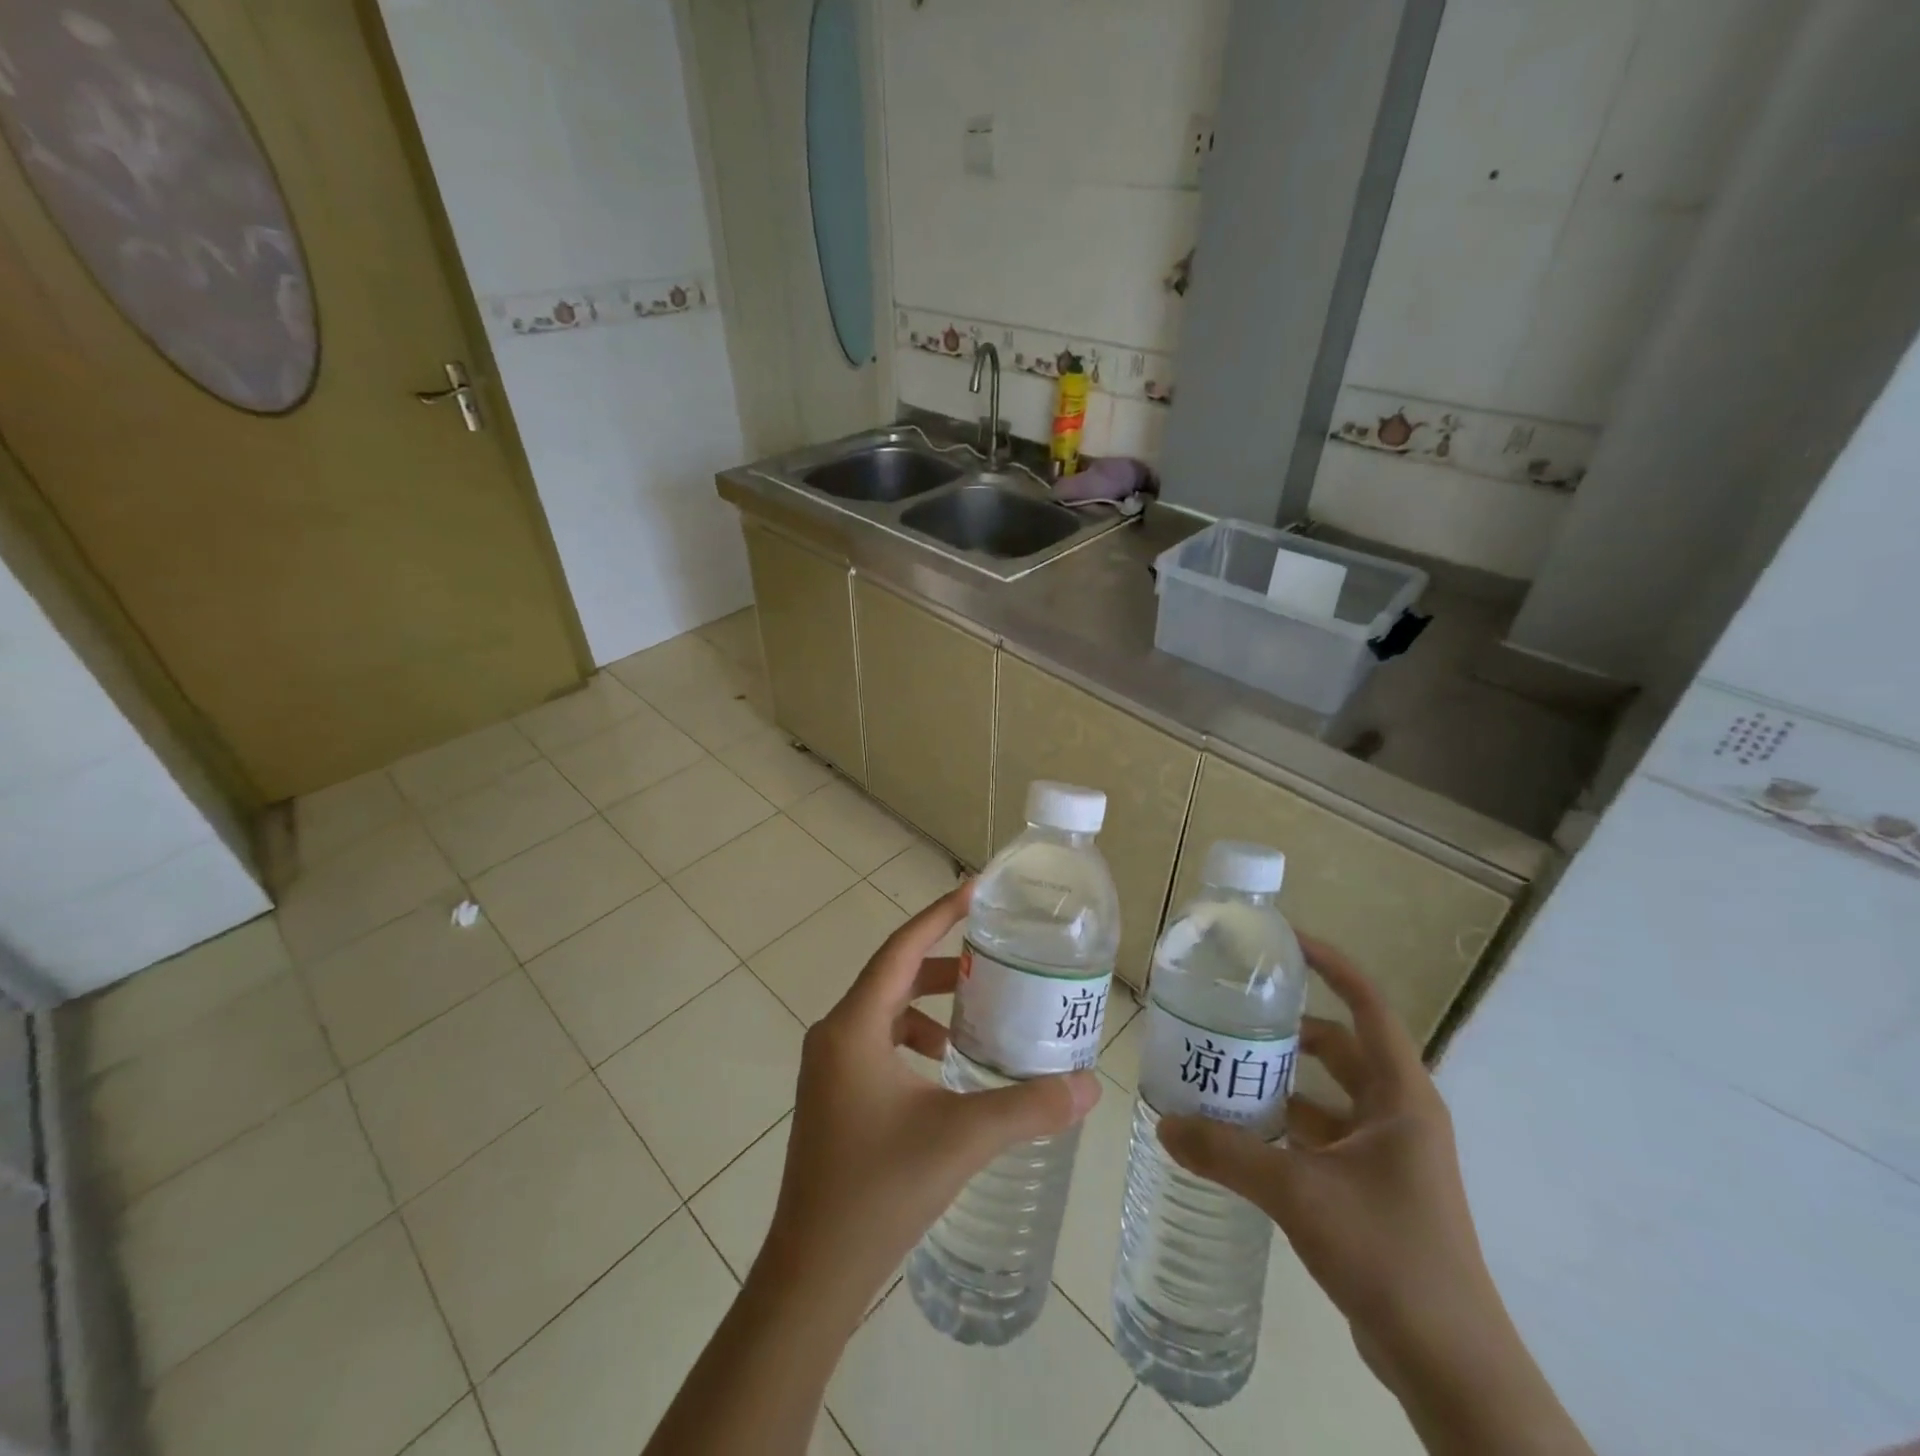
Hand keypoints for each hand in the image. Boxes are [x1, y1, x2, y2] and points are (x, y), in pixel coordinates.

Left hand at [753, 880, 1101, 1323]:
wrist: (812, 1272)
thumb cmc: (879, 1191)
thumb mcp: (961, 1139)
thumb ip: (1028, 1107)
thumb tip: (1090, 1085)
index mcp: (854, 1027)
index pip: (901, 948)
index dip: (940, 915)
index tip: (977, 891)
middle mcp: (834, 1034)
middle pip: (893, 976)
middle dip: (943, 965)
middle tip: (993, 959)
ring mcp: (828, 1066)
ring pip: (885, 1011)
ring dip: (929, 1006)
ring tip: (977, 1018)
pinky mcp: (832, 1093)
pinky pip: (877, 1042)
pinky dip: (913, 1039)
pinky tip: (946, 1069)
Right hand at [1156, 935, 1507, 1396]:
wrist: (1449, 1365)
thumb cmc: (1389, 1255)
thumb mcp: (1298, 1194)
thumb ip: (1228, 1155)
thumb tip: (1163, 1124)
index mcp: (1400, 1096)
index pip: (1367, 1004)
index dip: (1330, 965)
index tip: (1282, 942)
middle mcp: (1397, 1114)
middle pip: (1340, 1046)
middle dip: (1289, 1026)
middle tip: (1231, 1011)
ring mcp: (1387, 1153)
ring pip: (1327, 1093)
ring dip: (1282, 1079)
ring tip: (1223, 1066)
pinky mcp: (1373, 1187)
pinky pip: (1322, 1134)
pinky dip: (1285, 1124)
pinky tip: (1241, 1131)